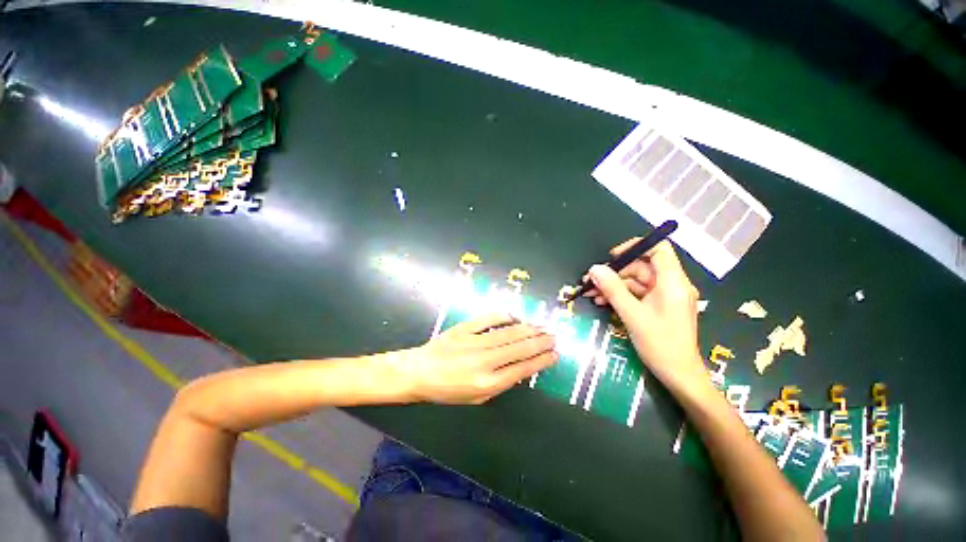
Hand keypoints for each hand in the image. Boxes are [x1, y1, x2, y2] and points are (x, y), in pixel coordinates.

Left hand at [405, 314, 557, 403]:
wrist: (419, 372)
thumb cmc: (447, 390)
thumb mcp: (476, 398)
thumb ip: (500, 384)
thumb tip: (520, 368)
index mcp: (488, 384)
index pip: (523, 369)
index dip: (541, 361)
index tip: (554, 354)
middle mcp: (485, 362)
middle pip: (520, 348)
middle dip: (541, 342)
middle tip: (554, 336)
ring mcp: (475, 342)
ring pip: (509, 333)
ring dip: (529, 329)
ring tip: (542, 327)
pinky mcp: (465, 328)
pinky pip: (489, 319)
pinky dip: (505, 316)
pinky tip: (516, 317)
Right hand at [584, 240, 706, 392]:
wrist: (679, 375)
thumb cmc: (660, 344)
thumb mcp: (632, 315)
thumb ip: (613, 289)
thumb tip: (594, 268)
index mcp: (673, 282)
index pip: (658, 249)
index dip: (635, 248)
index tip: (612, 257)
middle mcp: (672, 285)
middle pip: (641, 267)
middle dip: (615, 273)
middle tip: (591, 281)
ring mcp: (665, 296)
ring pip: (636, 281)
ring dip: (613, 286)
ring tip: (591, 294)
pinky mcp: (659, 306)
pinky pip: (637, 294)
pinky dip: (621, 296)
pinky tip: (602, 302)